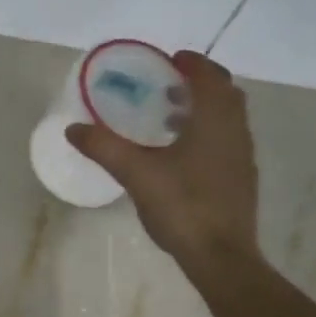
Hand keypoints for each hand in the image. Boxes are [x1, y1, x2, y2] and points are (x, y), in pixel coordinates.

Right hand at [65, 51, 260, 267]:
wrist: (221, 257)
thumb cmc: (182, 206)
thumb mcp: (136, 173)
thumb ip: (104, 147)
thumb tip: (73, 128)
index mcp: (215, 121)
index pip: (211, 77)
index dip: (192, 63)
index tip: (170, 60)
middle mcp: (235, 132)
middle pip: (224, 94)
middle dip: (199, 83)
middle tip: (167, 84)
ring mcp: (241, 157)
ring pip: (227, 119)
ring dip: (202, 109)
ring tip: (168, 116)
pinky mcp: (240, 179)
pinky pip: (225, 140)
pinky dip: (206, 132)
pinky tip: (178, 154)